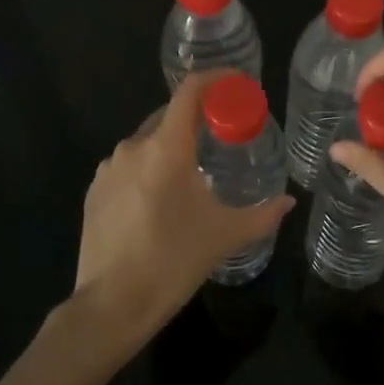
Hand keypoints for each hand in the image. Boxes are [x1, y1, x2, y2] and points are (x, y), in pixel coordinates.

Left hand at [74, 71, 292, 348]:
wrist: (111, 306)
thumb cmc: (173, 261)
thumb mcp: (225, 236)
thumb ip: (263, 214)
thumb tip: (289, 201)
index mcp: (166, 148)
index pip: (190, 92)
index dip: (214, 79)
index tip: (235, 83)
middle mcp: (134, 147)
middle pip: (169, 114)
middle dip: (196, 118)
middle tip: (221, 135)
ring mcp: (109, 168)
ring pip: (147, 141)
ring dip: (171, 147)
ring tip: (192, 173)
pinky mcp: (94, 189)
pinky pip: (128, 165)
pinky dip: (148, 168)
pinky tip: (159, 199)